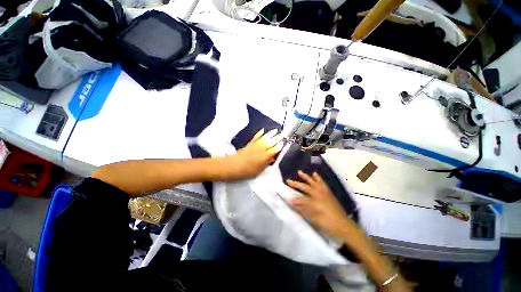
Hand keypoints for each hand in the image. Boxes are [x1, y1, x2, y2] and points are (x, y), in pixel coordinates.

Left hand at [225, 129, 283, 180]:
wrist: (233, 166)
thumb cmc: (247, 171)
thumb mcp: (259, 170)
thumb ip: (267, 162)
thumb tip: (273, 157)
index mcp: (265, 156)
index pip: (275, 149)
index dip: (280, 146)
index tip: (284, 142)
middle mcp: (261, 149)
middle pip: (271, 142)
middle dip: (278, 138)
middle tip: (283, 134)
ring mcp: (255, 145)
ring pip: (265, 137)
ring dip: (271, 133)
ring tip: (276, 130)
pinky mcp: (250, 143)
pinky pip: (256, 137)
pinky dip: (260, 133)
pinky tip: (263, 130)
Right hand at [286, 171, 354, 239]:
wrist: (344, 225)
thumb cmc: (327, 223)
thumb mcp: (313, 218)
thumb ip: (301, 208)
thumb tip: (290, 201)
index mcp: (313, 200)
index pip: (299, 198)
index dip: (291, 198)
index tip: (284, 196)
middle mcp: (317, 193)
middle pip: (304, 187)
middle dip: (295, 184)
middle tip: (288, 180)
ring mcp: (323, 192)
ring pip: (313, 181)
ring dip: (306, 177)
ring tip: (300, 172)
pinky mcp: (328, 192)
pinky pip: (322, 182)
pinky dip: (318, 178)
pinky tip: (315, 174)